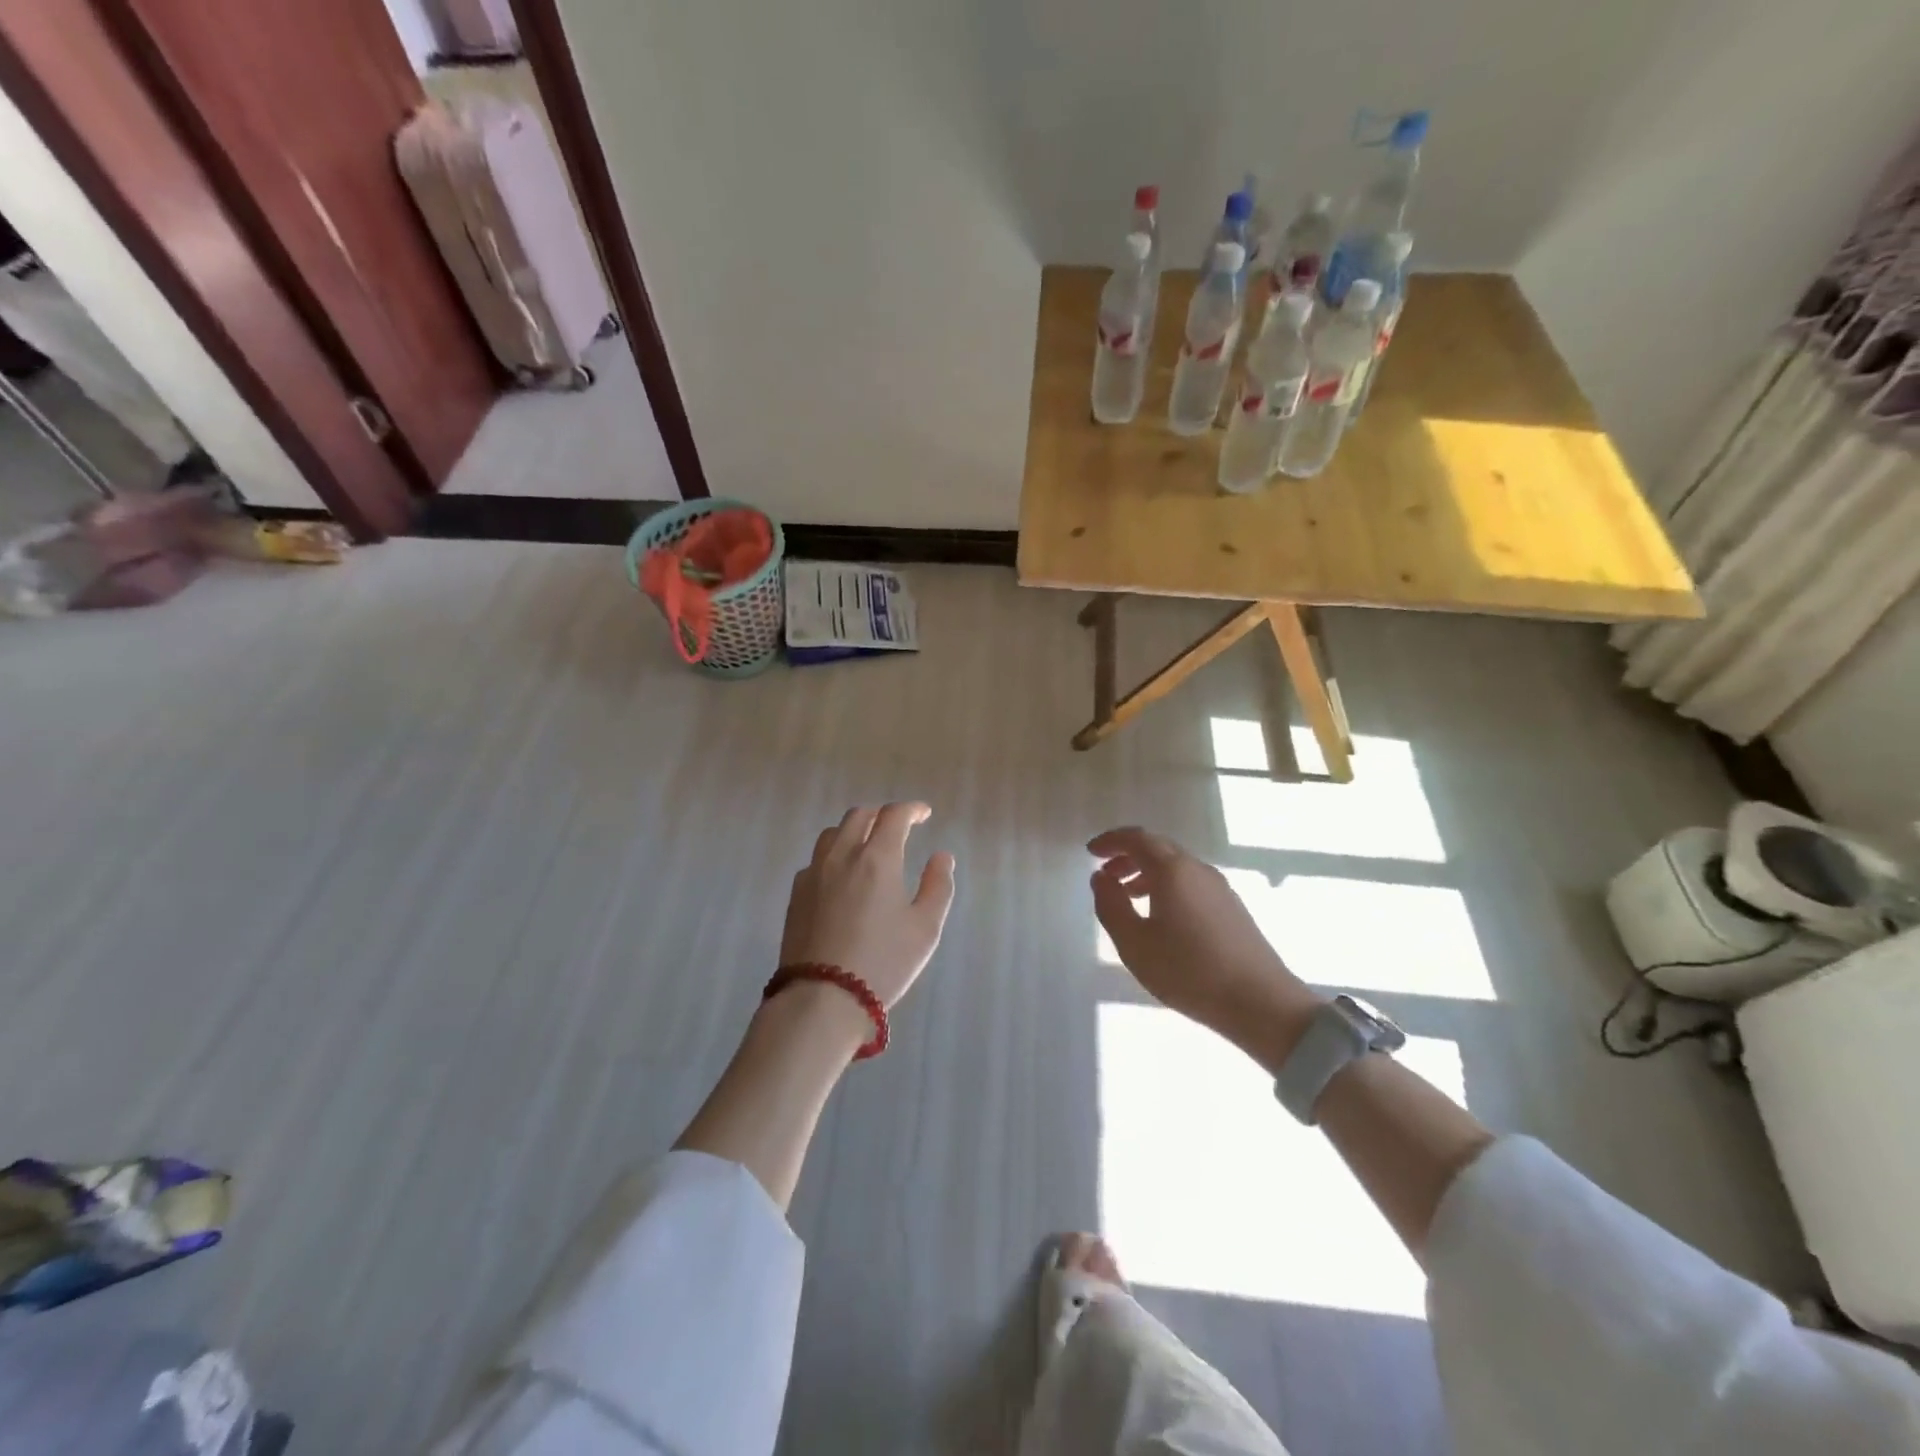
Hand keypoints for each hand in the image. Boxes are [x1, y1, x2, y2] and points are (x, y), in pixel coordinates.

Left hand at [780, 803, 957, 1009]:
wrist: (822, 998)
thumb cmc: (883, 962)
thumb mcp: (925, 928)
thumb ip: (938, 886)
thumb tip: (941, 856)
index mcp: (877, 858)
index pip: (894, 815)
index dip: (912, 809)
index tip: (924, 814)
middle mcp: (842, 855)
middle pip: (859, 816)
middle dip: (881, 815)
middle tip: (897, 827)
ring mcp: (814, 873)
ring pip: (833, 834)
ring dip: (854, 830)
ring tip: (867, 846)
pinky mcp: (796, 894)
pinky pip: (816, 860)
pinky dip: (834, 855)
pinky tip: (841, 876)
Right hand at [1089, 827, 1320, 1065]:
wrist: (1260, 1002)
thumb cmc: (1188, 971)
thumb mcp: (1134, 943)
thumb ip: (1111, 905)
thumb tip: (1100, 877)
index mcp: (1172, 870)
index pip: (1137, 838)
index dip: (1111, 841)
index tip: (1091, 851)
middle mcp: (1197, 869)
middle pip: (1158, 848)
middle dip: (1128, 855)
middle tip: (1106, 875)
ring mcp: (1219, 887)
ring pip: (1176, 866)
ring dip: (1147, 873)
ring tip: (1128, 897)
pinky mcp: (1232, 907)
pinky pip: (1191, 882)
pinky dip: (1168, 886)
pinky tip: (1161, 917)